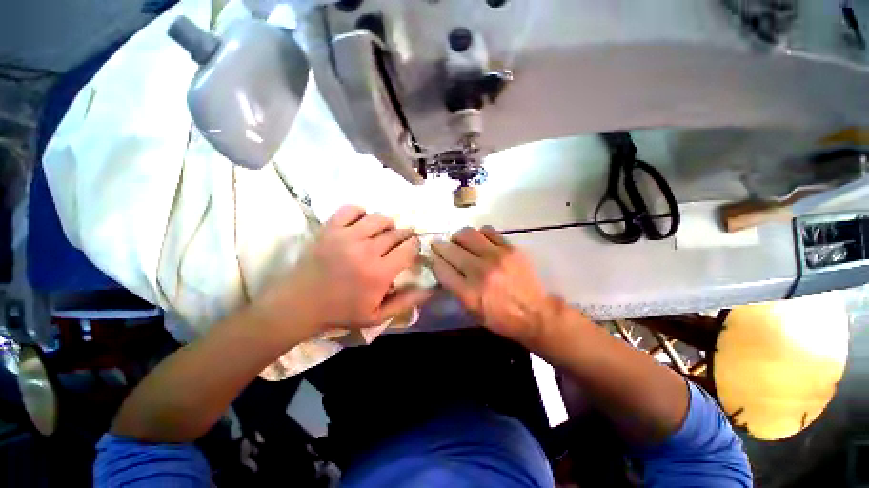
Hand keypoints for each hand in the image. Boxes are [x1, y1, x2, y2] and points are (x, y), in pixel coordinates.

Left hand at [261, 206, 430, 333]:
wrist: (299, 304)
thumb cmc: (341, 312)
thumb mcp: (377, 316)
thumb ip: (405, 302)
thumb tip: (429, 289)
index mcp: (379, 273)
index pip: (408, 248)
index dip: (414, 245)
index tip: (412, 248)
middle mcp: (366, 250)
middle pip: (396, 232)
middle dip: (404, 235)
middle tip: (401, 240)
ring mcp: (347, 236)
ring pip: (378, 218)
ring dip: (387, 223)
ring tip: (385, 231)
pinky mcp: (330, 228)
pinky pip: (351, 209)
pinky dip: (361, 212)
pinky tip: (362, 223)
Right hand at [431, 226, 556, 345]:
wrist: (535, 313)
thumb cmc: (500, 318)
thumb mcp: (471, 311)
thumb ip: (455, 288)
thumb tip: (443, 266)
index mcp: (468, 293)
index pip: (440, 268)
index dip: (434, 260)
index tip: (433, 257)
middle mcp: (479, 272)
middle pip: (450, 249)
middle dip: (440, 246)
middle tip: (440, 245)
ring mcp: (496, 257)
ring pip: (467, 234)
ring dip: (458, 237)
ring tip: (460, 241)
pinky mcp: (510, 248)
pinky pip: (488, 231)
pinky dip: (479, 234)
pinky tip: (480, 241)